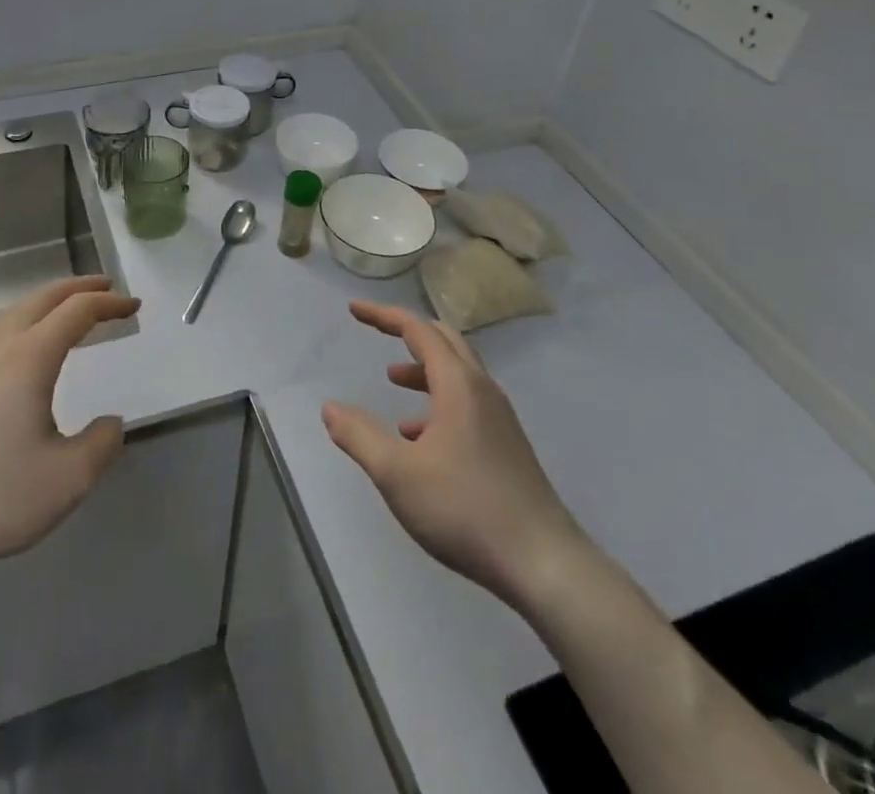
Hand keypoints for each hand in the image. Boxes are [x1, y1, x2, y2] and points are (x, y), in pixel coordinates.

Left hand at [0, 276, 139, 600]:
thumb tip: (109, 422)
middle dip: (79, 288)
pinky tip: (24, 345)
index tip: (134, 306)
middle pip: (44, 298)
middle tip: (108, 289)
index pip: (77, 312)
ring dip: (48, 301)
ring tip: (70, 310)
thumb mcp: (66, 481)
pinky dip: (24, 319)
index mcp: (29, 358)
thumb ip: (101, 445)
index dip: (109, 304)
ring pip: (15, 310)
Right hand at [323, 301, 588, 611]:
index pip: (418, 330)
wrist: (544, 564)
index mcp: (458, 385)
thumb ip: (359, 436)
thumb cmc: (465, 509)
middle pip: (444, 341)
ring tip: (392, 383)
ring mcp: (499, 418)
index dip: (383, 316)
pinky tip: (419, 438)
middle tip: (376, 331)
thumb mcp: (397, 474)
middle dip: (407, 331)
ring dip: (422, 369)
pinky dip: (438, 401)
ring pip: (457, 374)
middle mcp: (483, 390)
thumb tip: (330, 408)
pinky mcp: (507, 445)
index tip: (354, 311)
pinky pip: (467, 403)